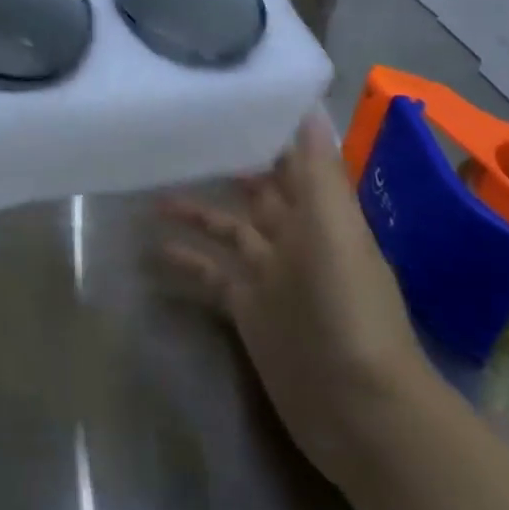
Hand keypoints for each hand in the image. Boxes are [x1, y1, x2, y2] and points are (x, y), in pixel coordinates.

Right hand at [160, 117, 430, 476]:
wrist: (358, 408)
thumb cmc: (348, 308)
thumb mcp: (335, 229)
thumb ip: (319, 171)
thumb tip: (310, 106)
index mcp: (321, 215)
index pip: (291, 162)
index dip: (265, 133)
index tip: (226, 101)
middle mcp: (295, 239)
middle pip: (256, 193)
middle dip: (225, 167)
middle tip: (178, 138)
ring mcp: (269, 277)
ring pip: (226, 233)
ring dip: (195, 213)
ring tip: (150, 195)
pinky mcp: (247, 312)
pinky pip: (210, 277)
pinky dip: (185, 264)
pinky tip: (151, 252)